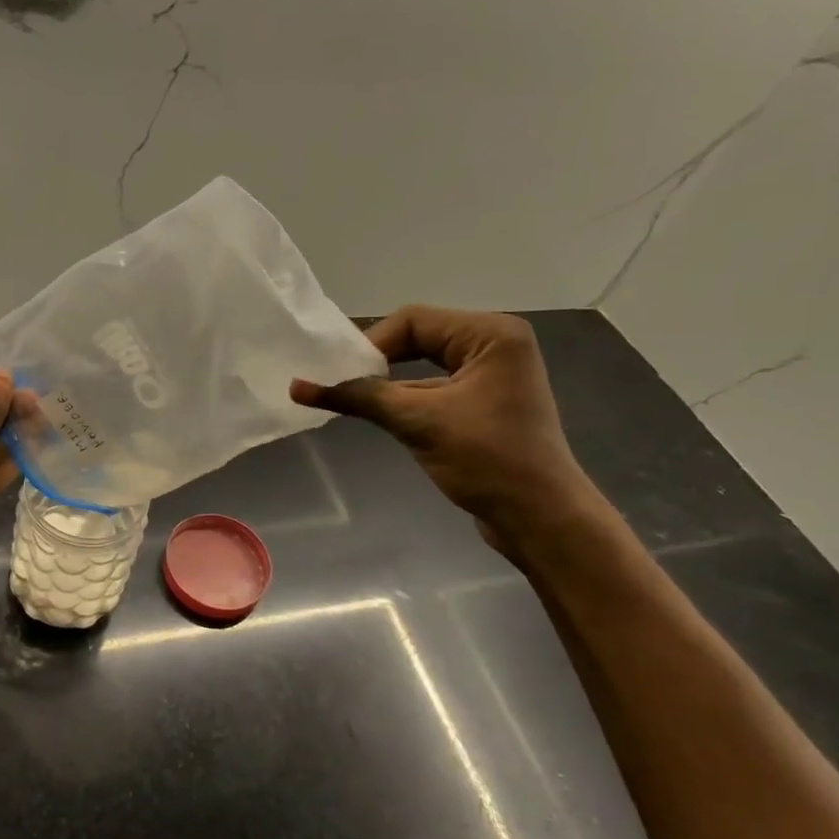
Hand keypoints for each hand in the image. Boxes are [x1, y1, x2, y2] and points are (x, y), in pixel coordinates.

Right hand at [291, 306, 597, 545]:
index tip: (338, 375)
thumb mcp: (418, 422)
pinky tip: (377, 413)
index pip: (414, 321)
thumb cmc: (487, 460)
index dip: (371, 344)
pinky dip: (405, 398)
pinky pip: (435, 388)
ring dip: (388, 383)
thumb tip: (297, 386)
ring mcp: (492, 374)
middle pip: (418, 337)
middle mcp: (495, 344)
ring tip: (349, 400)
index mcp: (490, 334)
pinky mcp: (485, 403)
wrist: (540, 518)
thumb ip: (359, 397)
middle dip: (377, 360)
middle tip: (340, 384)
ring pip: (424, 364)